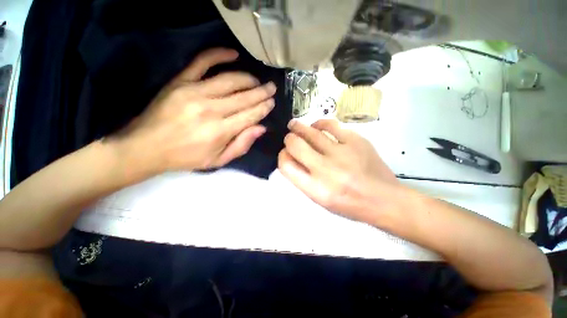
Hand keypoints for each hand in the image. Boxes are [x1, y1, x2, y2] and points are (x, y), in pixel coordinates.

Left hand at [110, 48, 276, 176]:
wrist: (146, 147)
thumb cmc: (187, 157)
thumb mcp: (218, 160)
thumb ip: (241, 145)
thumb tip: (261, 128)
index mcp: (220, 131)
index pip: (250, 115)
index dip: (263, 108)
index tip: (272, 102)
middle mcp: (211, 110)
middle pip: (244, 97)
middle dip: (261, 92)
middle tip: (272, 87)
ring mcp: (195, 92)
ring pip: (230, 80)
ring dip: (248, 79)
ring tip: (257, 81)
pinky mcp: (180, 81)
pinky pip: (202, 62)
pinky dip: (218, 54)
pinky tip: (233, 53)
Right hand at [278, 119, 400, 222]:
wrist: (384, 200)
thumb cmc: (349, 204)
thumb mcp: (320, 199)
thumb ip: (302, 178)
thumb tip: (290, 156)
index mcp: (315, 189)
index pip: (286, 165)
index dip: (282, 155)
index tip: (285, 153)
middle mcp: (326, 170)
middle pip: (295, 145)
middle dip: (288, 139)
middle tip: (289, 137)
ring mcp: (342, 153)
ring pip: (311, 132)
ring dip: (299, 127)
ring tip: (295, 125)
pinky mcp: (356, 141)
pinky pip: (331, 125)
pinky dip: (320, 124)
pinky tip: (317, 126)